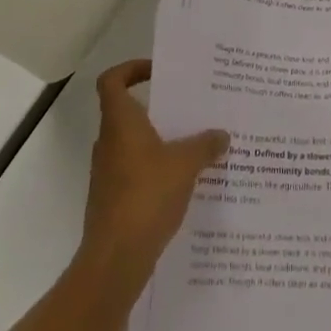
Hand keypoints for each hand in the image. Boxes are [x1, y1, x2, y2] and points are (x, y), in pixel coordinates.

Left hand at [80, 59, 228, 284]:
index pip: (112, 80)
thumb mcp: (186, 164)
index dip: (131, 69)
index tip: (158, 72)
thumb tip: (223, 134)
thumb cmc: (146, 196)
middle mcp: (109, 142)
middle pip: (128, 112)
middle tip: (190, 108)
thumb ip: (205, 145)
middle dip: (158, 109)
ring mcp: (108, 173)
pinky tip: (184, 182)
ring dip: (159, 141)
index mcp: (120, 122)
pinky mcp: (113, 200)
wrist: (114, 260)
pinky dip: (156, 170)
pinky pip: (136, 172)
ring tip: (194, 144)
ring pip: (134, 144)